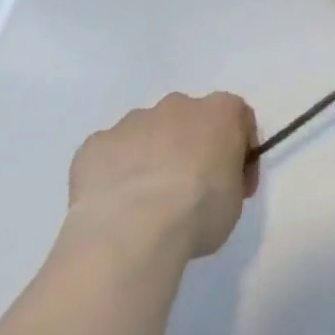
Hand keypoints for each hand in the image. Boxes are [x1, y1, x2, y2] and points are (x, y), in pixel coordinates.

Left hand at [63, 92, 257, 264]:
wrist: (134, 230)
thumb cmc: (198, 211)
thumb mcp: (234, 202)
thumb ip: (228, 181)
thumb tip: (213, 186)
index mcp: (221, 110)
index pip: (238, 120)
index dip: (238, 152)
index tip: (235, 186)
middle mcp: (179, 104)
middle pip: (188, 121)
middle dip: (187, 150)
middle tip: (184, 195)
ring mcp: (133, 121)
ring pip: (145, 135)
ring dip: (148, 159)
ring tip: (141, 207)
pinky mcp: (95, 145)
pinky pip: (107, 156)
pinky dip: (110, 176)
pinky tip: (111, 209)